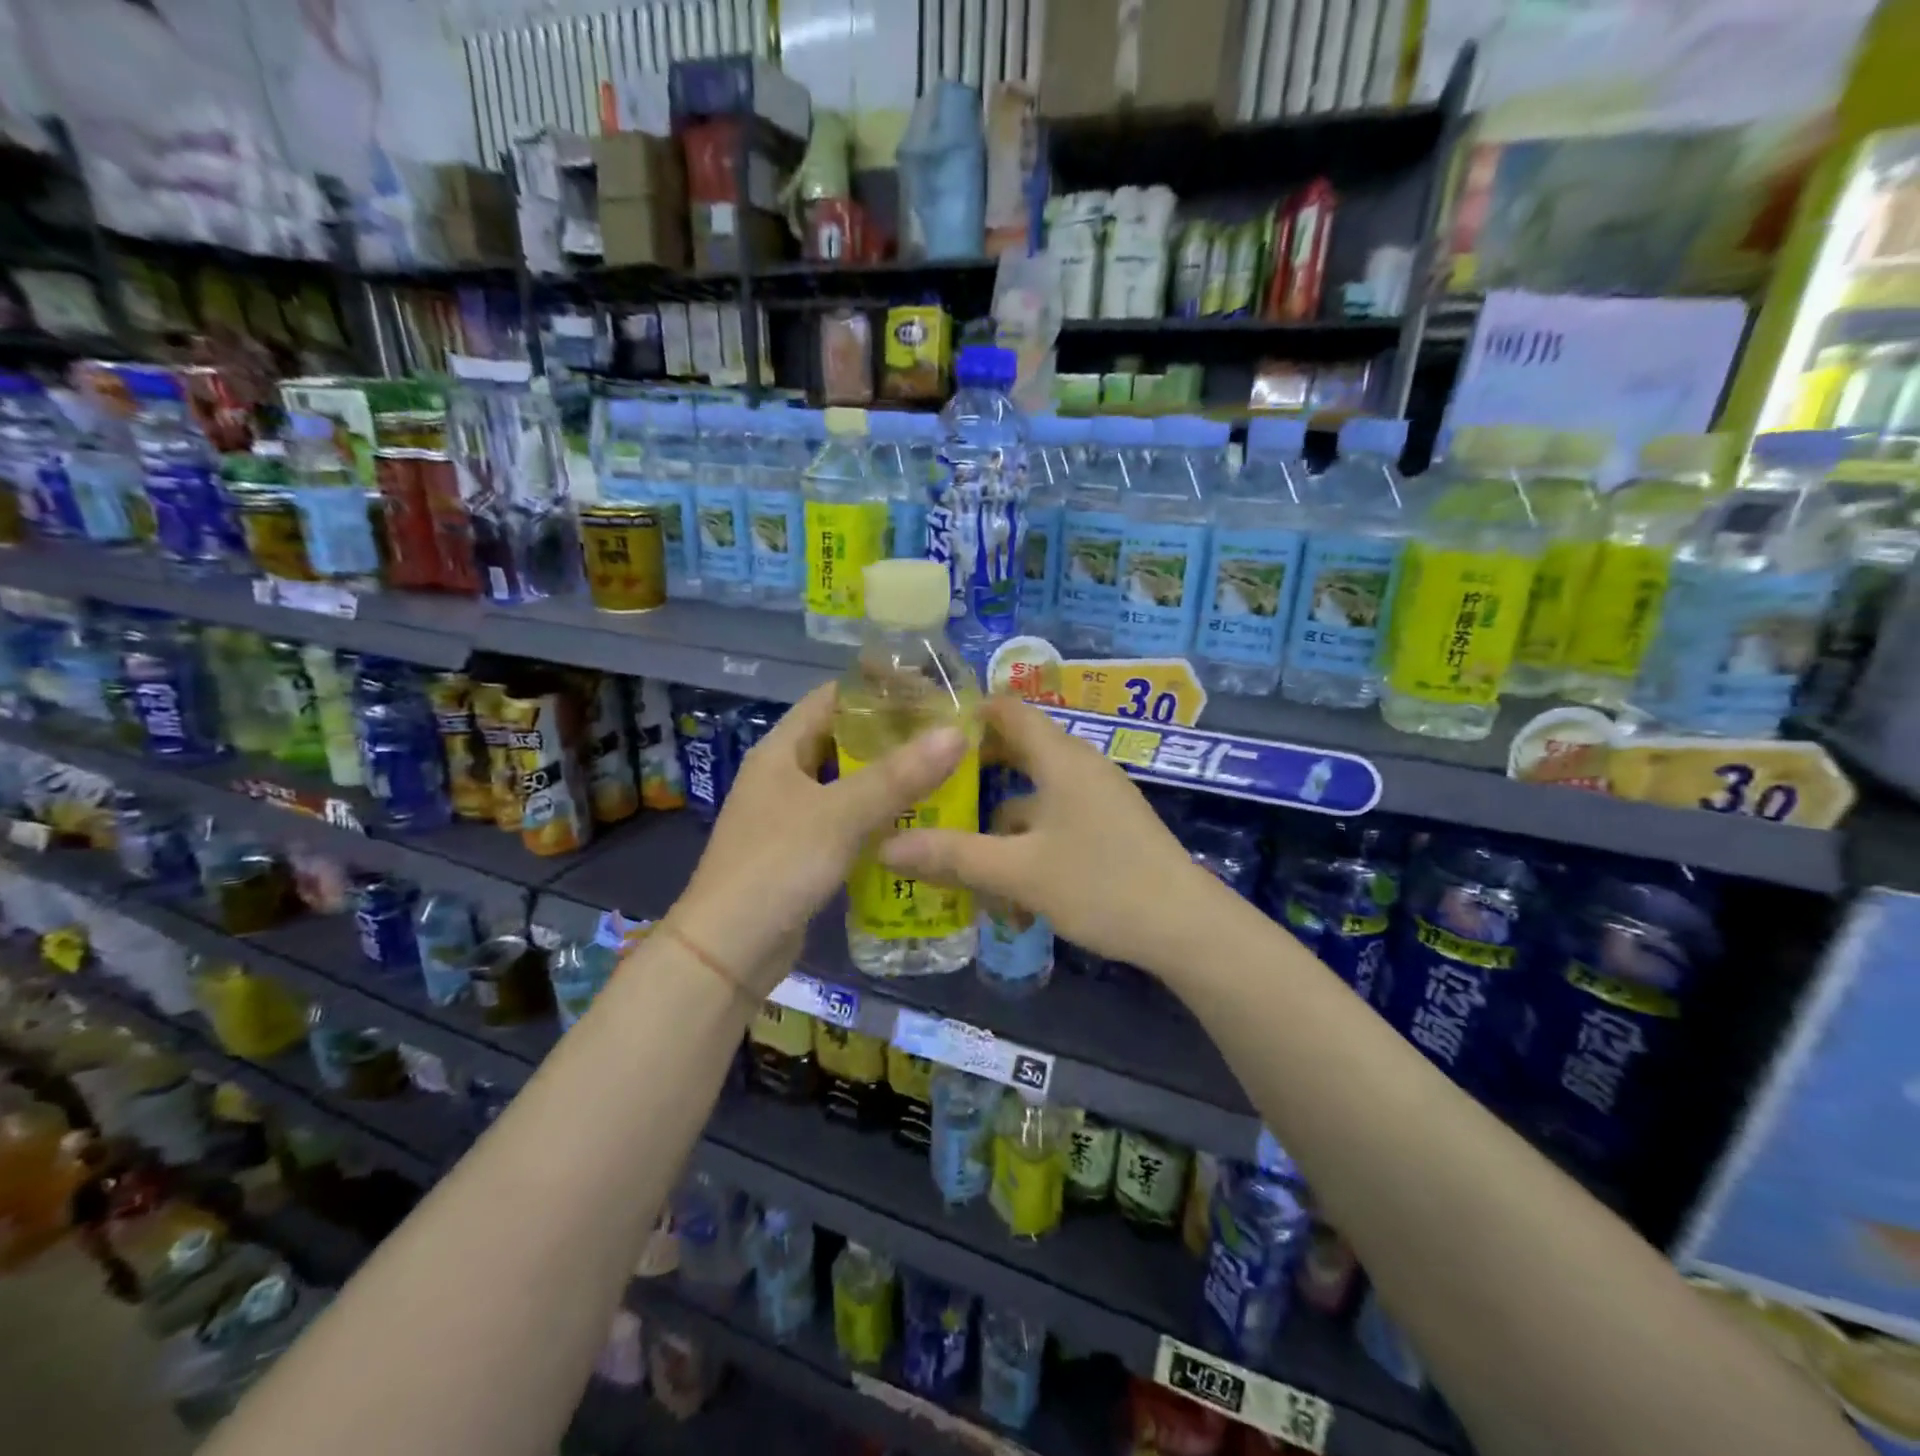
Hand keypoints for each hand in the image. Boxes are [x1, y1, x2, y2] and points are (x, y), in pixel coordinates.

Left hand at [666, 683, 967, 993]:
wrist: (727, 951)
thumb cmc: (777, 867)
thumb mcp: (840, 816)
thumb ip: (898, 776)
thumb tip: (956, 733)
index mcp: (780, 750)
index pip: (832, 698)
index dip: (876, 690)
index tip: (928, 691)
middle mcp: (782, 775)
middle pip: (842, 740)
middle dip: (890, 736)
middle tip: (945, 735)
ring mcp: (790, 816)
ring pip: (846, 783)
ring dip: (887, 779)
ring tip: (941, 774)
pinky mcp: (801, 852)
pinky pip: (846, 821)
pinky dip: (877, 817)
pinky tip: (915, 824)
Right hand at [879, 696, 1234, 971]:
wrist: (1186, 928)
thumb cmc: (1100, 884)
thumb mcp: (1018, 872)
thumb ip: (953, 856)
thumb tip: (885, 846)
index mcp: (1060, 759)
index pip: (1010, 710)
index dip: (969, 711)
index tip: (925, 728)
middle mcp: (1080, 768)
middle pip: (1020, 751)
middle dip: (976, 769)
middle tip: (928, 787)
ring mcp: (1099, 799)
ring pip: (1036, 795)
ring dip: (1000, 819)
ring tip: (959, 849)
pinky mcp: (1109, 829)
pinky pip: (1056, 820)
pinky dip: (1028, 841)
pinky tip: (1010, 886)